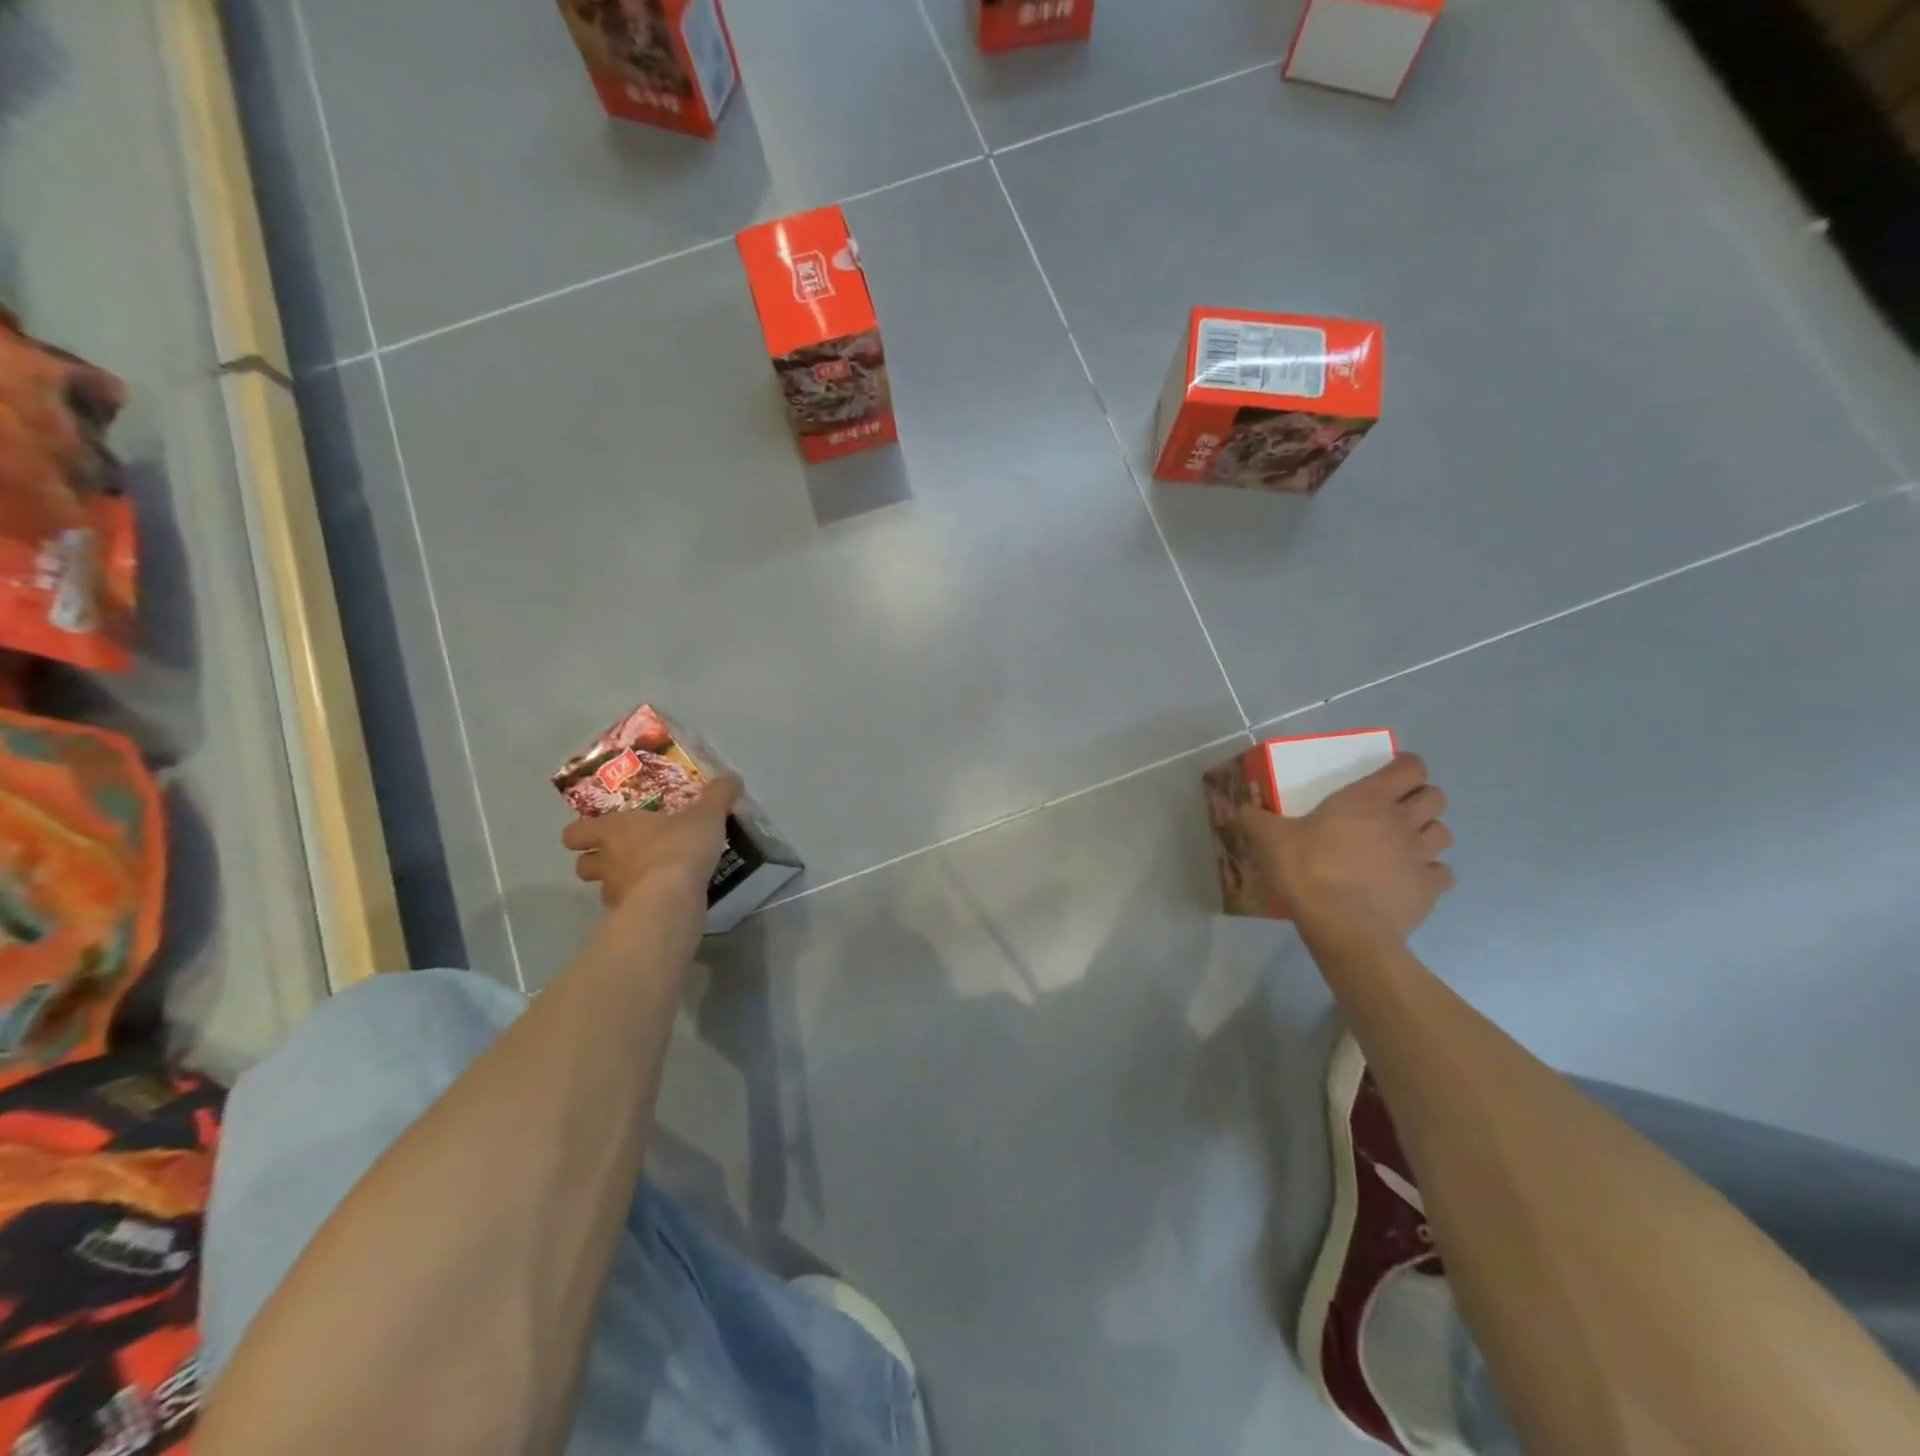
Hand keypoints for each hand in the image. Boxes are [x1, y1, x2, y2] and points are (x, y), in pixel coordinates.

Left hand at [562, 775, 741, 911]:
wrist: (672, 899)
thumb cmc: (680, 847)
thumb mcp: (706, 816)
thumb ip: (718, 795)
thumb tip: (731, 777)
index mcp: (614, 829)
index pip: (576, 832)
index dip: (583, 833)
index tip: (599, 832)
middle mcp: (606, 861)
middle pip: (583, 864)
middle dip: (597, 861)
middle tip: (623, 856)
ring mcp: (613, 893)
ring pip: (604, 888)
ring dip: (619, 884)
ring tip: (647, 880)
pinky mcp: (628, 918)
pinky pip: (628, 909)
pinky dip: (639, 905)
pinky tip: (662, 900)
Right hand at [1235, 752, 1454, 945]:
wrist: (1343, 929)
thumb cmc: (1308, 871)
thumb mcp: (1268, 839)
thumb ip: (1253, 819)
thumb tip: (1237, 808)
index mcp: (1368, 800)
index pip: (1409, 767)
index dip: (1405, 765)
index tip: (1390, 772)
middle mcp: (1402, 822)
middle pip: (1435, 797)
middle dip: (1420, 798)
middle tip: (1396, 809)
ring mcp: (1421, 857)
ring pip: (1444, 833)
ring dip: (1428, 834)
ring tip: (1404, 844)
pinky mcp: (1429, 890)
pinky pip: (1442, 873)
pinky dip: (1430, 873)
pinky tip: (1408, 879)